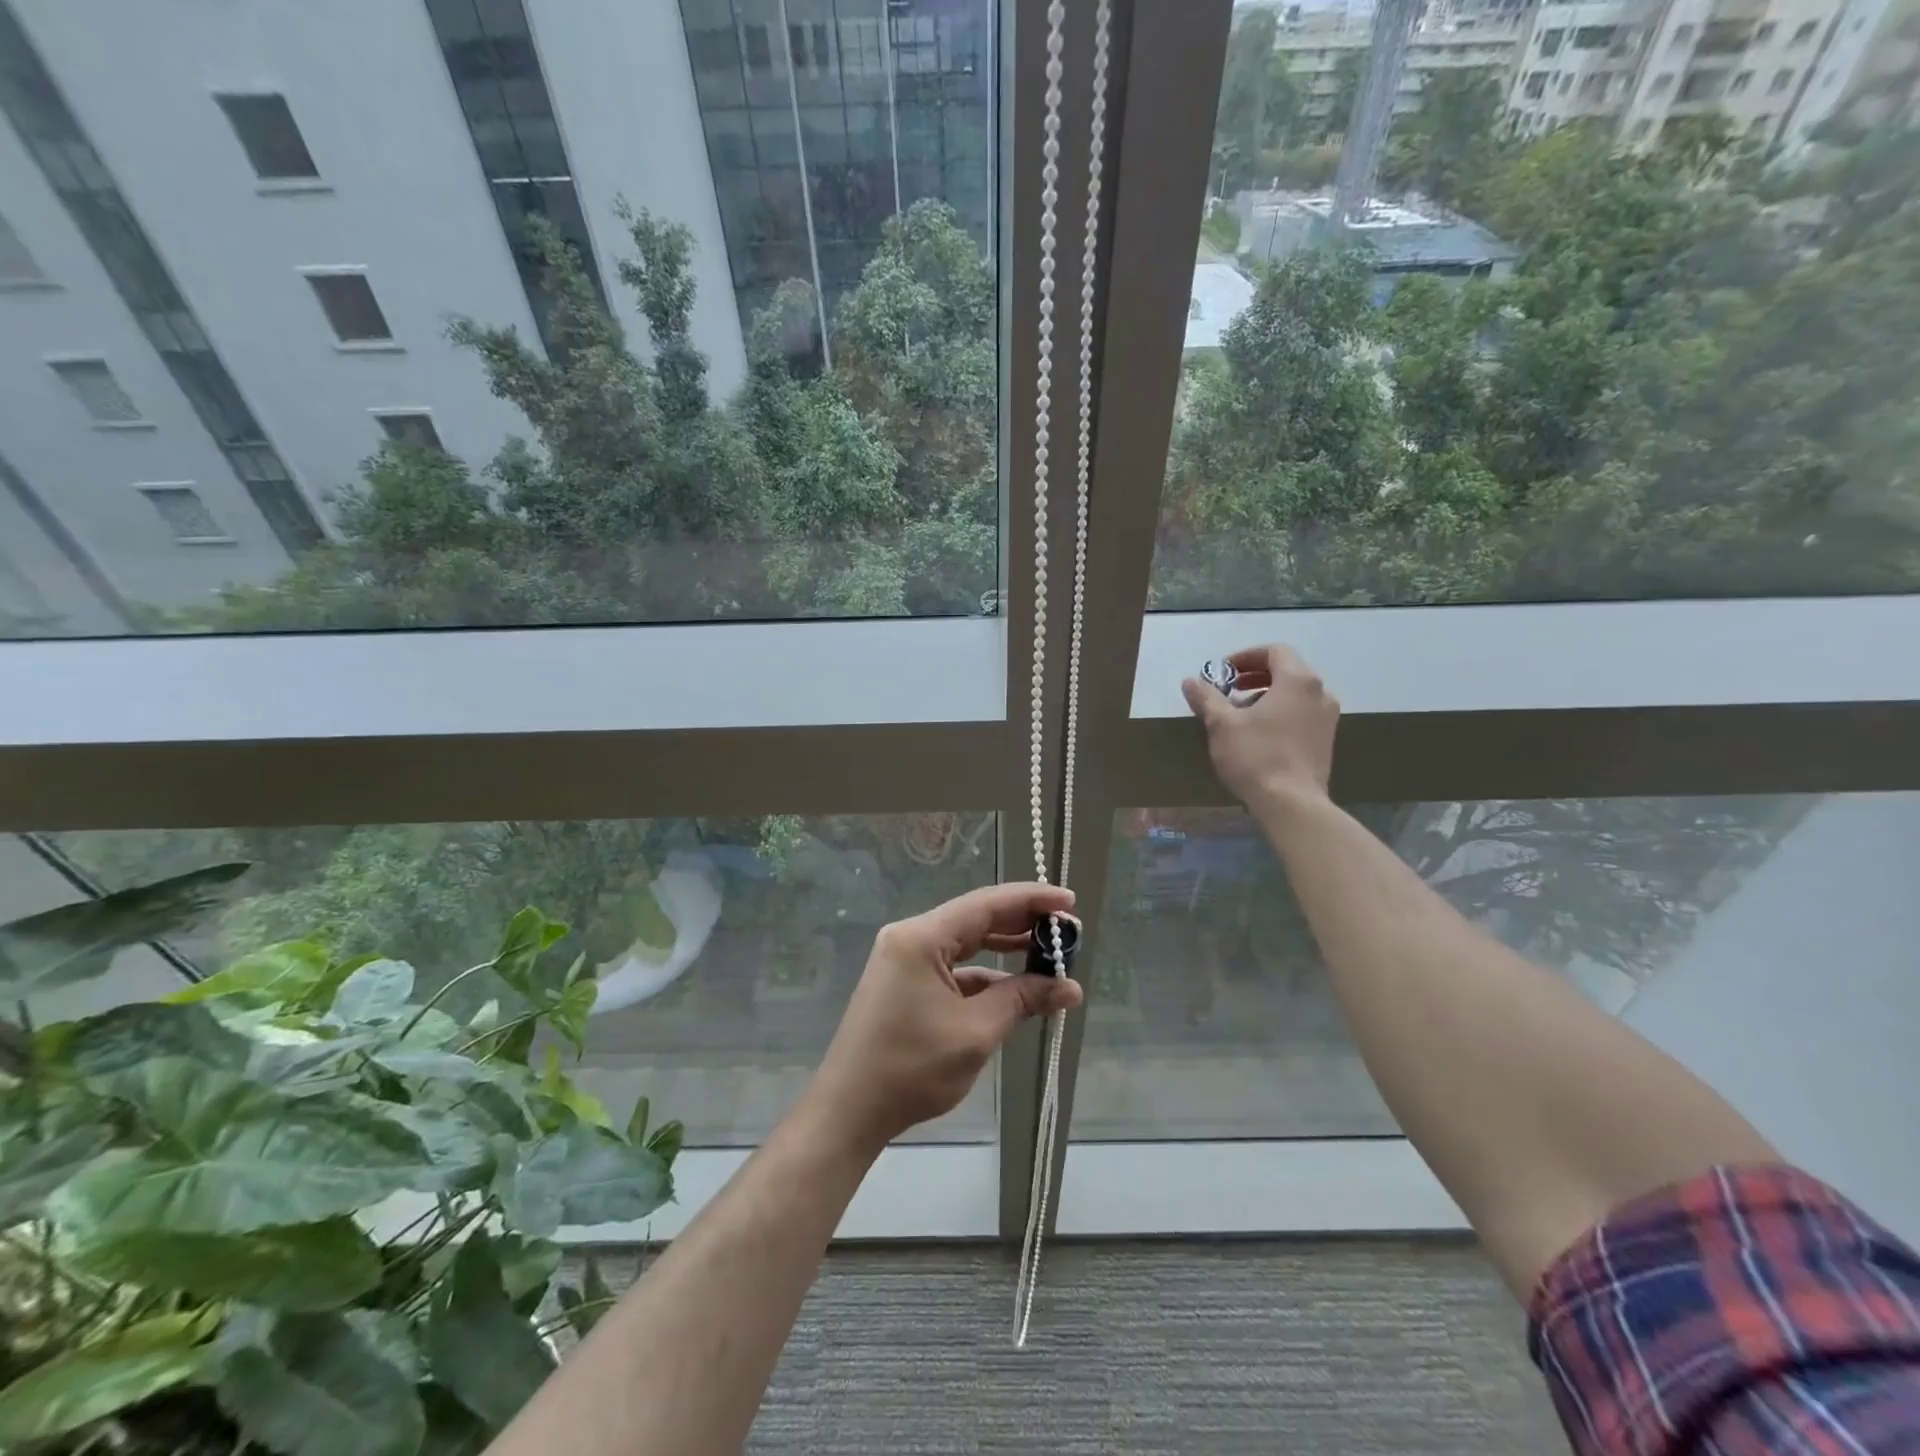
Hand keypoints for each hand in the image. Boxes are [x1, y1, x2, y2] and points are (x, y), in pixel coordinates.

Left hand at [806, 883, 1083, 1153]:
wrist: (849, 1110)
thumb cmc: (911, 1068)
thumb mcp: (975, 1033)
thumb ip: (1022, 1000)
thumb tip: (1070, 988)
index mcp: (922, 937)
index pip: (986, 904)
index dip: (1031, 899)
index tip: (1069, 902)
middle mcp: (911, 937)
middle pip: (976, 918)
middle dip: (1023, 923)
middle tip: (1068, 931)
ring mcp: (905, 959)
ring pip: (966, 942)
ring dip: (1006, 949)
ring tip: (1049, 953)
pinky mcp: (905, 982)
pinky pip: (953, 966)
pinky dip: (985, 974)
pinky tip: (1015, 987)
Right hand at [1181, 644, 1339, 811]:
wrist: (1292, 803)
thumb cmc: (1256, 756)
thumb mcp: (1222, 724)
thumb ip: (1207, 698)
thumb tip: (1191, 681)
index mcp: (1298, 680)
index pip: (1275, 651)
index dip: (1246, 656)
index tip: (1224, 671)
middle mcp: (1320, 693)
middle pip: (1287, 670)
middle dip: (1255, 676)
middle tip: (1229, 689)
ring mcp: (1328, 718)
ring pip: (1296, 694)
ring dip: (1267, 695)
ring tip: (1241, 713)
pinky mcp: (1326, 741)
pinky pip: (1302, 713)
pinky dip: (1281, 712)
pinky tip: (1259, 733)